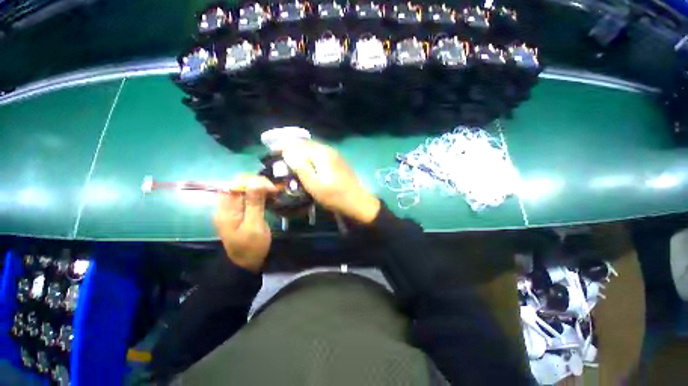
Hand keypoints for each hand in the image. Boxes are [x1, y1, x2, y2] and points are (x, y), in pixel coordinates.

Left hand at [213, 175, 277, 272]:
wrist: (247, 263)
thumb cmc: (251, 247)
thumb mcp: (254, 225)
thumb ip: (254, 203)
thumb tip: (256, 182)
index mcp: (226, 209)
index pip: (236, 184)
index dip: (254, 181)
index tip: (272, 188)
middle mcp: (226, 205)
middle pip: (240, 184)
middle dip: (258, 183)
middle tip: (274, 191)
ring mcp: (233, 208)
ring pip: (245, 189)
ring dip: (260, 188)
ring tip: (274, 193)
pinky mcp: (240, 211)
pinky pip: (248, 196)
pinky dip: (259, 194)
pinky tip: (269, 197)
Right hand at [282, 141, 379, 223]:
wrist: (357, 202)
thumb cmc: (334, 196)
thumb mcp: (314, 184)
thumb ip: (300, 166)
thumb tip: (287, 151)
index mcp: (322, 153)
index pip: (299, 144)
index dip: (284, 146)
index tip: (272, 150)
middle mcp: (329, 149)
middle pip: (306, 144)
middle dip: (291, 147)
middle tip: (279, 154)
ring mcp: (335, 155)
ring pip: (313, 149)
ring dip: (300, 151)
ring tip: (289, 158)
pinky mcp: (338, 162)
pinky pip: (320, 154)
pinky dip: (309, 156)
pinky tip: (305, 163)